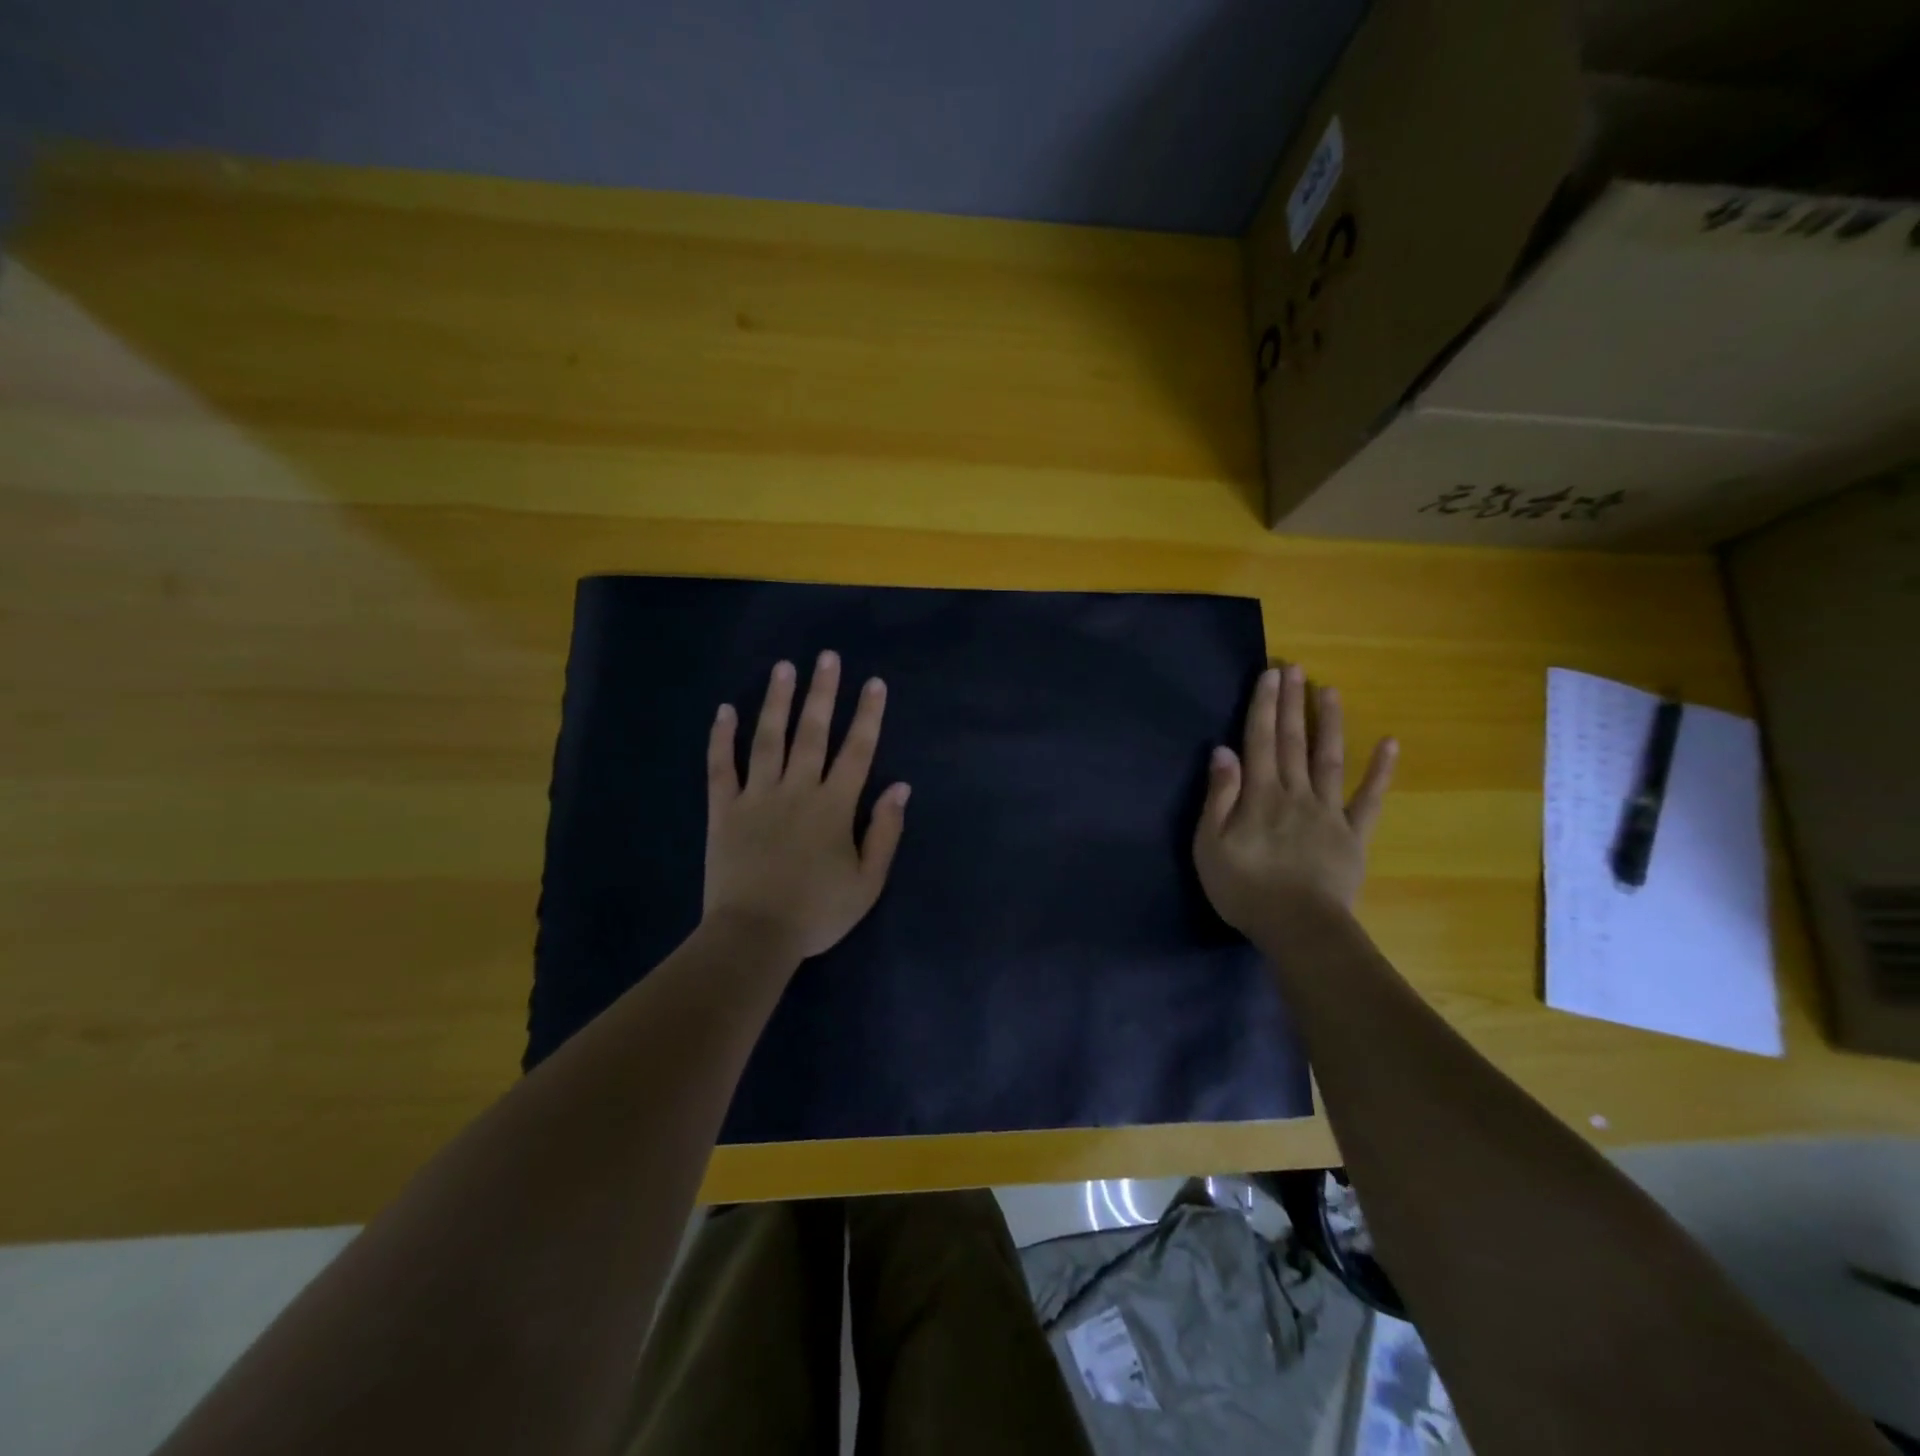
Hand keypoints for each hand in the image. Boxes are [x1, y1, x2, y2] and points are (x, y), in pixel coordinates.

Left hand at [703, 651, 910, 961]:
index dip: (867, 715)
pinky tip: (725, 711)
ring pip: (768, 739)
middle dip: (822, 693)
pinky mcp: (724, 810)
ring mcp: (757, 797)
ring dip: (777, 701)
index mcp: (834, 806)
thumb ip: (885, 832)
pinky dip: (722, 739)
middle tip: (827, 657)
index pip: (857, 751)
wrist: (754, 936)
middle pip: (812, 733)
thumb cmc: (817, 912)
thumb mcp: (868, 882)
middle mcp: (797, 790)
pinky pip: (721, 767)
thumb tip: (900, 788)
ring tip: (784, 668)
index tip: (873, 683)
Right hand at [1194, 663, 1395, 932]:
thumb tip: (1223, 751)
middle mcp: (1295, 793)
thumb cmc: (1245, 888)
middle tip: (1296, 667)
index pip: (1260, 741)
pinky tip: (1390, 744)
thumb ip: (1219, 796)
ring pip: (1329, 759)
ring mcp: (1329, 812)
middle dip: (1292, 703)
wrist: (1299, 928)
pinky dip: (1380, 771)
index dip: (1264, 706)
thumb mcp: (1210, 845)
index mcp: (1259, 795)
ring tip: (1330, 691)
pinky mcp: (1353, 834)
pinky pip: (1369, 799)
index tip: (1270, 674)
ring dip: (1329, 723)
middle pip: (1292, 741)